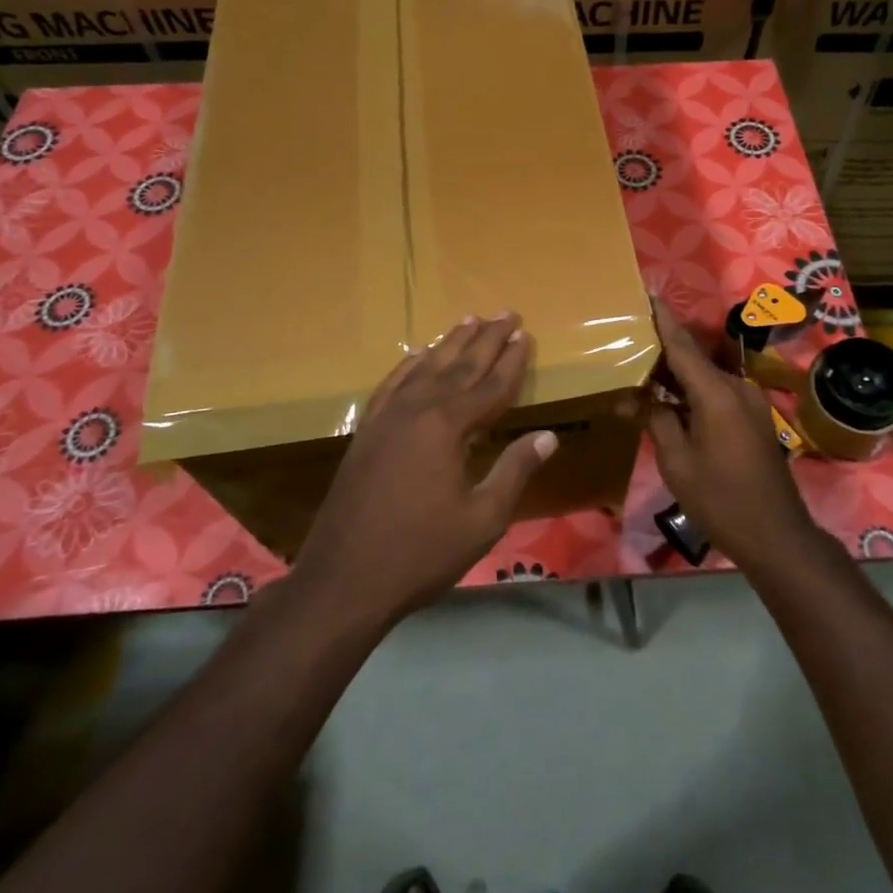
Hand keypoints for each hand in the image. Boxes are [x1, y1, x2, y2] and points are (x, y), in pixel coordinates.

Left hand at [294, 312, 556, 622]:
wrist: (344, 579)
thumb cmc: (421, 553)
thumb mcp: (482, 519)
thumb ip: (514, 471)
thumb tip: (549, 436)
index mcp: (447, 426)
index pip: (490, 385)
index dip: (512, 361)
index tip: (526, 335)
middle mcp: (416, 410)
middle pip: (459, 365)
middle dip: (486, 339)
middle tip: (506, 313)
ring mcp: (386, 418)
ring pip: (425, 368)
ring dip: (450, 343)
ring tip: (469, 320)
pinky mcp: (367, 431)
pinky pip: (392, 384)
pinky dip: (409, 366)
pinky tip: (417, 356)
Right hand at [643, 297, 815, 568]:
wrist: (775, 534)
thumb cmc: (720, 499)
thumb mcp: (677, 461)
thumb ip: (656, 420)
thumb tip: (634, 397)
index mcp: (717, 393)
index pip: (683, 346)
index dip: (663, 319)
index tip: (648, 294)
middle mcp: (737, 388)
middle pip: (695, 358)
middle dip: (663, 349)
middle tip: (630, 341)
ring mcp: (749, 402)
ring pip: (706, 376)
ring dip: (677, 374)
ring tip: (642, 370)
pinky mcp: (753, 418)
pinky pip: (717, 392)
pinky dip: (693, 391)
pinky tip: (669, 399)